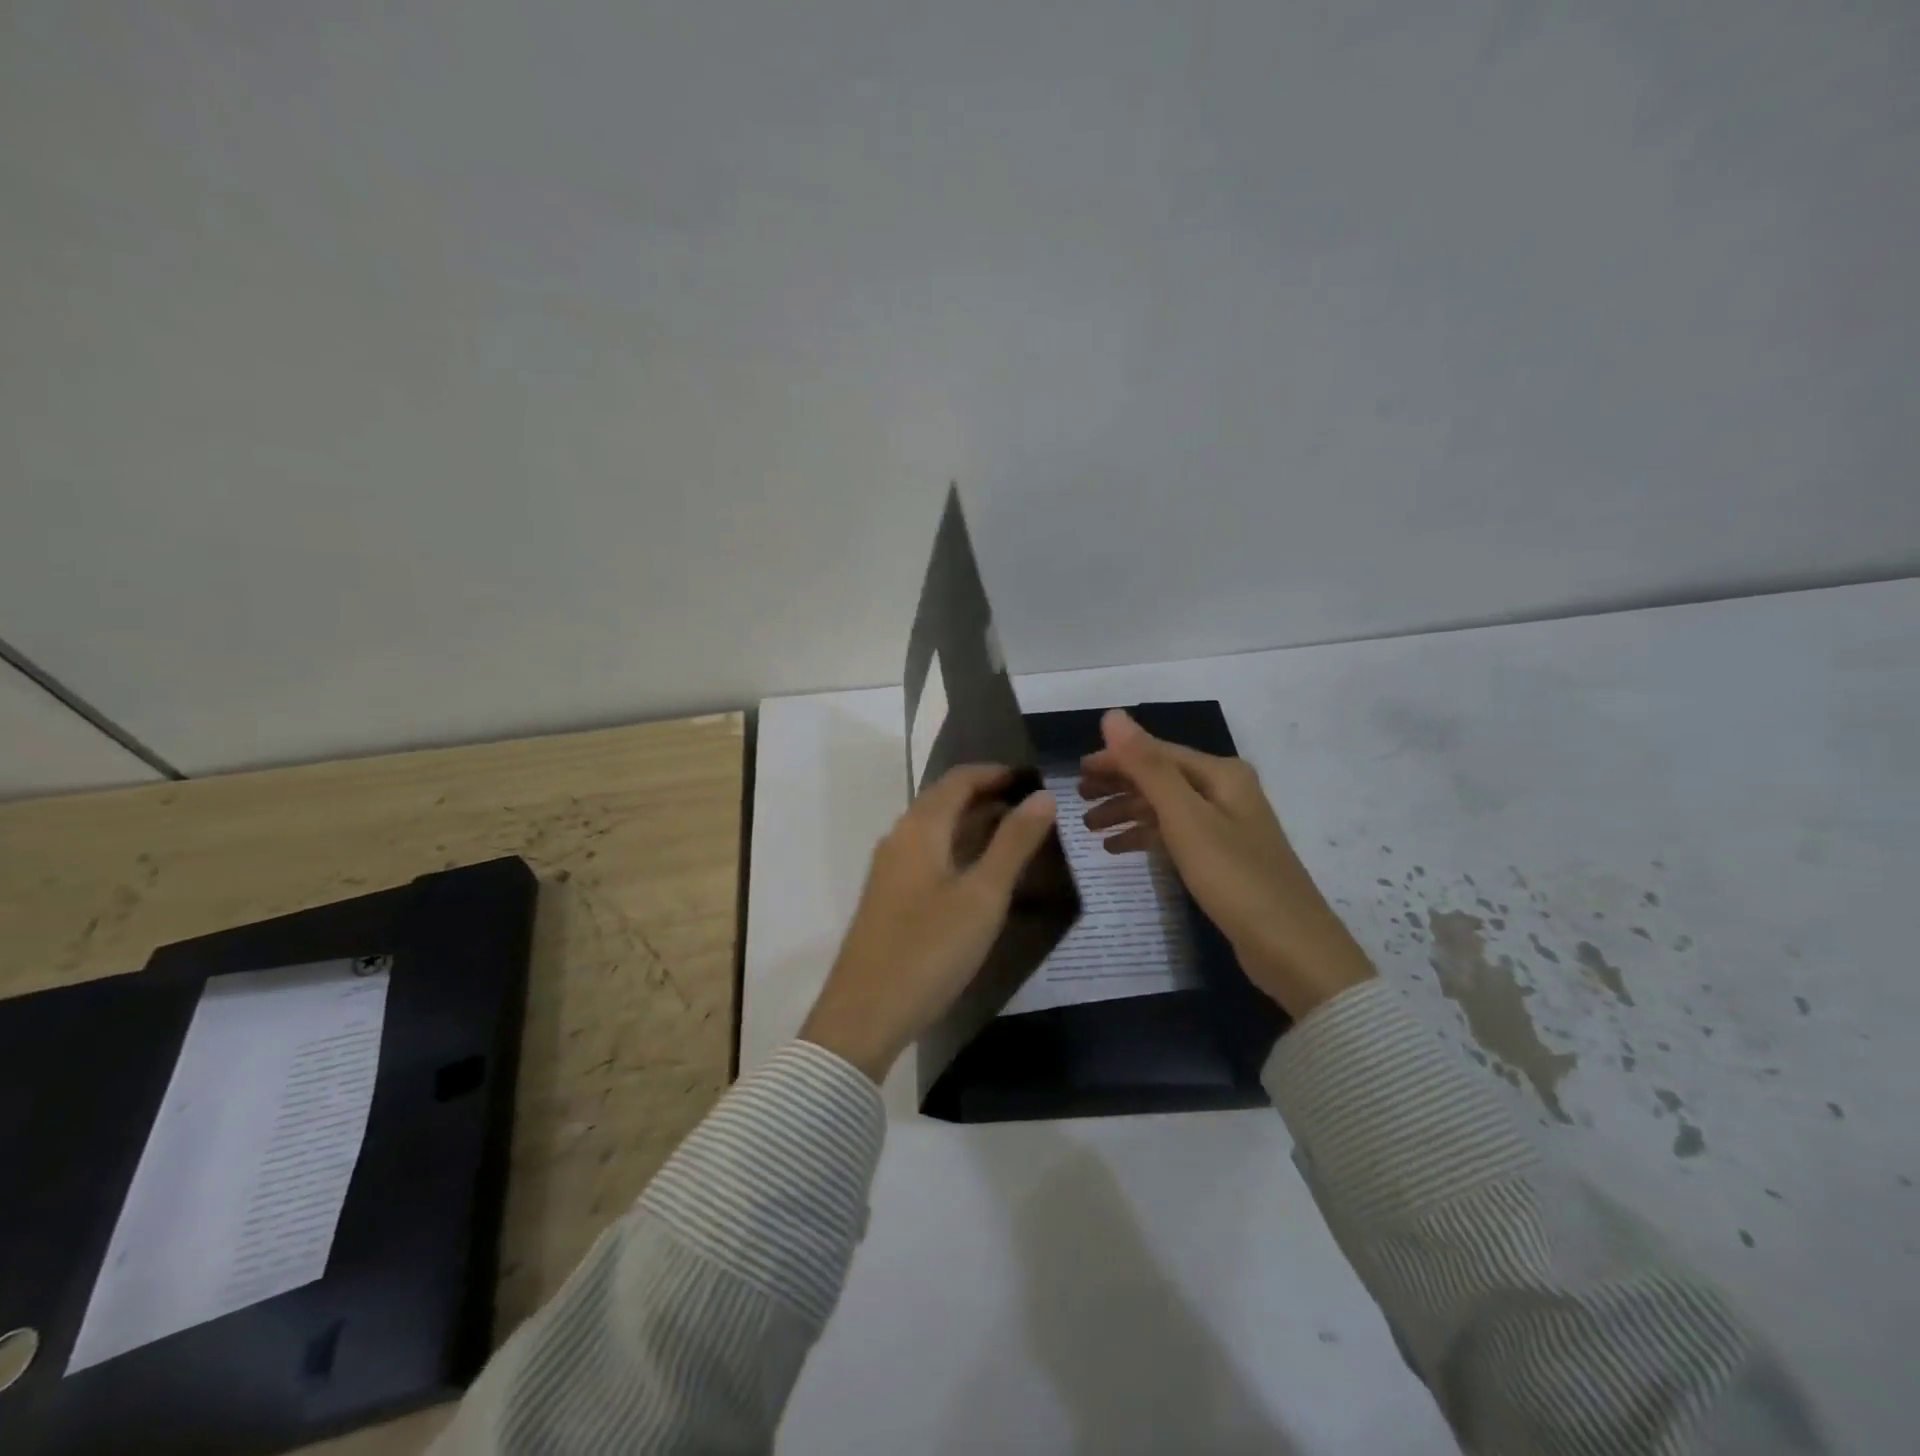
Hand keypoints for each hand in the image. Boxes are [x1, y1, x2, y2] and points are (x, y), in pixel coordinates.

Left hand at [800, 764, 1058, 1081]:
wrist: (864, 1013)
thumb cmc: (929, 949)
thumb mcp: (983, 896)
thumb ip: (1014, 842)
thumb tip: (1043, 796)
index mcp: (920, 828)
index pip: (959, 779)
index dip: (997, 773)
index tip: (1035, 779)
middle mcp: (900, 838)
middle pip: (946, 801)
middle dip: (989, 797)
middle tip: (1034, 809)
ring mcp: (891, 869)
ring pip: (937, 830)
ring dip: (975, 825)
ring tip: (1018, 837)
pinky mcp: (890, 897)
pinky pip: (929, 855)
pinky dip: (960, 850)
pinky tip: (983, 874)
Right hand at [1079, 710, 1374, 1018]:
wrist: (1292, 948)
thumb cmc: (1234, 877)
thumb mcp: (1185, 818)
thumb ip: (1148, 766)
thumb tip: (1112, 715)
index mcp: (1220, 774)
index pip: (1156, 753)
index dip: (1115, 758)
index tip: (1076, 772)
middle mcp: (1224, 791)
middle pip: (1160, 777)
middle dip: (1118, 784)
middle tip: (1077, 799)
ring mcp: (1225, 826)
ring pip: (1164, 807)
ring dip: (1126, 812)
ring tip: (1088, 827)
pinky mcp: (1221, 858)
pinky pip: (1174, 835)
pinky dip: (1144, 837)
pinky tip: (1116, 849)